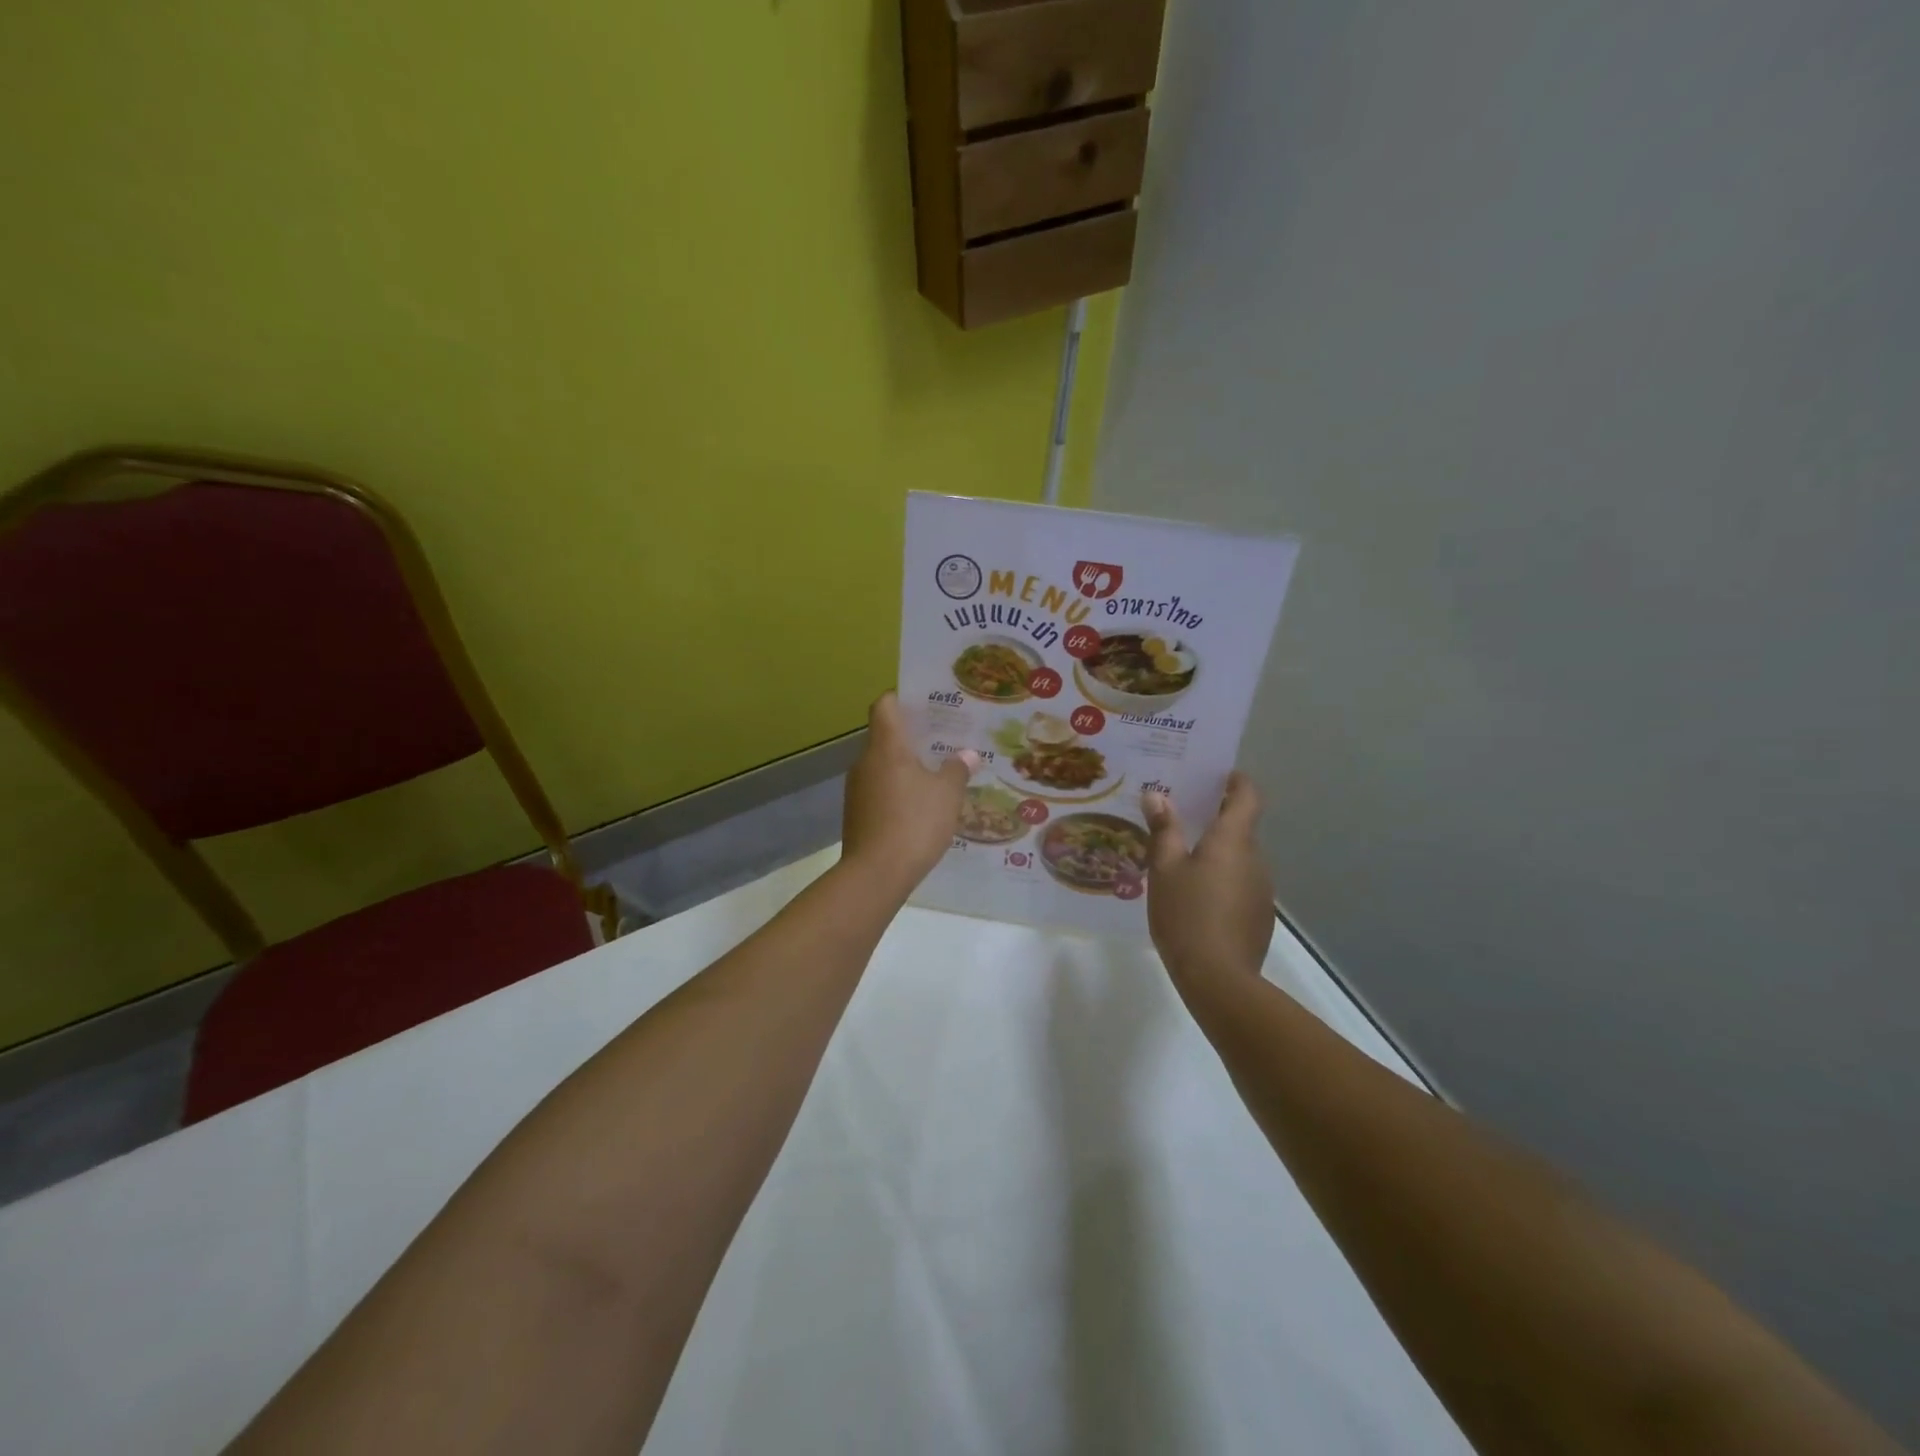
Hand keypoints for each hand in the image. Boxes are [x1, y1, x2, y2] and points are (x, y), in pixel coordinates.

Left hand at [840, 693, 975, 899]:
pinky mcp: (856, 814)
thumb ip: (957, 770)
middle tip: (944, 741)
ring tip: (937, 775)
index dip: (902, 698)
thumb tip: (967, 755)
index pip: (885, 705)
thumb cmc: (914, 823)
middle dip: (912, 737)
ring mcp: (857, 789)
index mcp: (886, 746)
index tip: (926, 704)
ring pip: (883, 766)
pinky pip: (879, 791)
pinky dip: (897, 791)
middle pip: (885, 736)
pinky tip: (920, 808)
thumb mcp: (948, 795)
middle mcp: (865, 761)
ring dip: (905, 767)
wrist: (875, 874)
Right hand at [1141, 773, 1274, 984]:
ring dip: (1216, 852)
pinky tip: (1194, 897)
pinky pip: (1239, 884)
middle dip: (1214, 818)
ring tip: (1179, 858)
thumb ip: (1163, 829)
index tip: (1215, 775)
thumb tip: (1158, 795)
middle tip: (1178, 815)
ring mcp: (1261, 889)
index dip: (1235, 780)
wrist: (1218, 978)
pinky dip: (1220, 879)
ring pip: (1238, 858)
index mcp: (1233, 840)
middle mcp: (1255, 858)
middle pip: (1240, 827)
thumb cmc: (1187, 914)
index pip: (1248, 795)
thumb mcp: (1164, 869)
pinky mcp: (1258, 915)